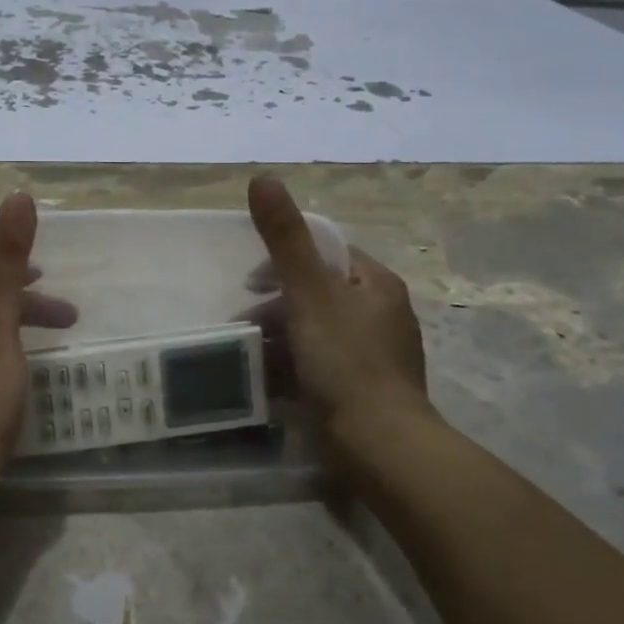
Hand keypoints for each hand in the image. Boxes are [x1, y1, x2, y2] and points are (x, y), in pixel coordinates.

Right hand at [244, 175, 434, 442]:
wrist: (380, 446)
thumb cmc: (345, 361)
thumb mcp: (309, 293)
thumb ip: (284, 238)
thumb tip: (262, 177)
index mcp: (375, 284)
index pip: (326, 254)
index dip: (284, 260)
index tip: (250, 280)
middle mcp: (380, 314)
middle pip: (316, 296)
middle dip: (275, 308)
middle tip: (243, 324)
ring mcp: (373, 355)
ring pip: (314, 334)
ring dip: (278, 341)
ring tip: (246, 356)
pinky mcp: (363, 390)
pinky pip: (319, 367)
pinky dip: (292, 370)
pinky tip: (266, 384)